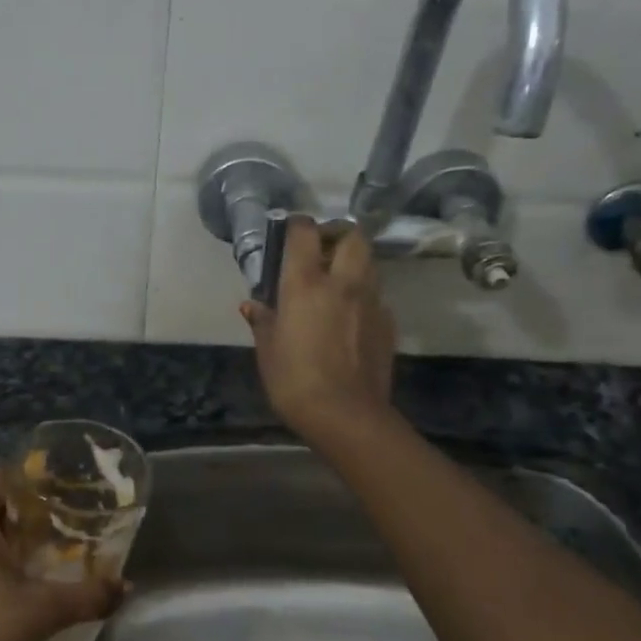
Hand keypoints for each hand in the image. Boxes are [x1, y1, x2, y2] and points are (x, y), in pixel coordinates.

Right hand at [240, 217, 395, 441]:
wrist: (347, 415)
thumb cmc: (295, 381)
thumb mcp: (268, 351)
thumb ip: (263, 321)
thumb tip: (252, 305)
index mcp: (306, 283)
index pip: (305, 231)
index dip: (297, 225)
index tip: (289, 232)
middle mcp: (343, 282)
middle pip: (352, 235)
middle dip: (337, 234)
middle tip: (320, 250)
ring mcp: (371, 301)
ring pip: (368, 262)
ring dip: (352, 262)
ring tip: (334, 282)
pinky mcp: (387, 323)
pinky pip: (375, 295)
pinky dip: (362, 295)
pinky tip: (348, 317)